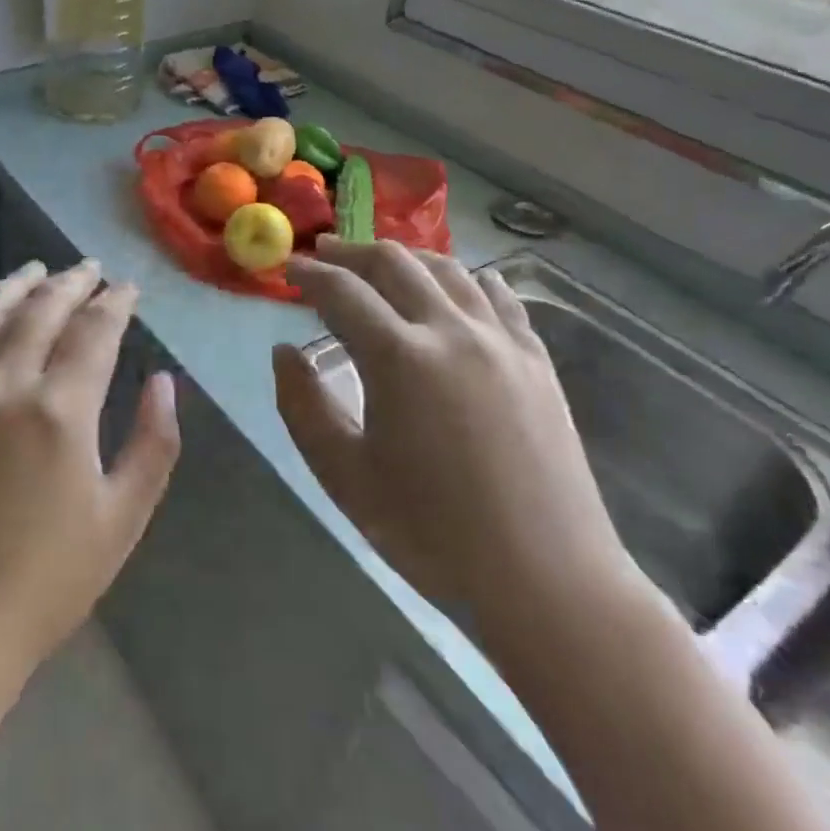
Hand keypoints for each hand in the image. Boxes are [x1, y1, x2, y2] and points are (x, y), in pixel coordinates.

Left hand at [0, 259, 180, 709]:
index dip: (114, 302)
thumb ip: (153, 443)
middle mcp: (3, 385)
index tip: (128, 288)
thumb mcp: (123, 518)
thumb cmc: (47, 580)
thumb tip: (164, 382)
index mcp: (59, 409)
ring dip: (13, 286)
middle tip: (88, 270)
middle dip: (70, 282)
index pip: (93, 330)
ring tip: (35, 271)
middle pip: (40, 310)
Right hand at [272, 239, 641, 651]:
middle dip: (351, 253)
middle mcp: (450, 331)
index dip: (310, 275)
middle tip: (325, 254)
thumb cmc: (432, 533)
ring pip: (448, 270)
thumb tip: (284, 352)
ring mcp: (501, 341)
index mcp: (399, 357)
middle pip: (395, 264)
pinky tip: (459, 283)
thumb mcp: (345, 476)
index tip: (289, 268)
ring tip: (381, 263)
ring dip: (406, 258)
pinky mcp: (536, 359)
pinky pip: (498, 296)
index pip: (342, 293)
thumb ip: (303, 406)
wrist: (545, 578)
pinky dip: (467, 278)